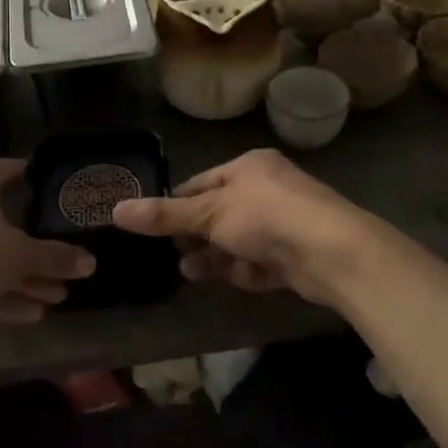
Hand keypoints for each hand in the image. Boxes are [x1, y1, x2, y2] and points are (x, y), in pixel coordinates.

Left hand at [0, 160, 93, 324]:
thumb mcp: (20, 255)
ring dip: (23, 277)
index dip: (34, 178)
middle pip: (4, 223)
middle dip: (37, 250)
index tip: (57, 190)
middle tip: (67, 265)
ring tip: (57, 298)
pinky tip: (30, 314)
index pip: (10, 170)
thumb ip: (55, 258)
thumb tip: (91, 263)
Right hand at [111, 150, 371, 308]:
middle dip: (195, 235)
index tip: (153, 225)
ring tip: (188, 272)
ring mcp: (284, 224)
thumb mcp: (209, 213)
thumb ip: (164, 215)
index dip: (177, 204)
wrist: (332, 251)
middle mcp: (268, 190)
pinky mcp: (295, 255)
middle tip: (169, 253)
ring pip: (238, 242)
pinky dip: (244, 271)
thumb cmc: (265, 216)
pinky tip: (232, 280)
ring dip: (214, 257)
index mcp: (250, 167)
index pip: (202, 183)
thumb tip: (116, 210)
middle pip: (220, 214)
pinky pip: (260, 262)